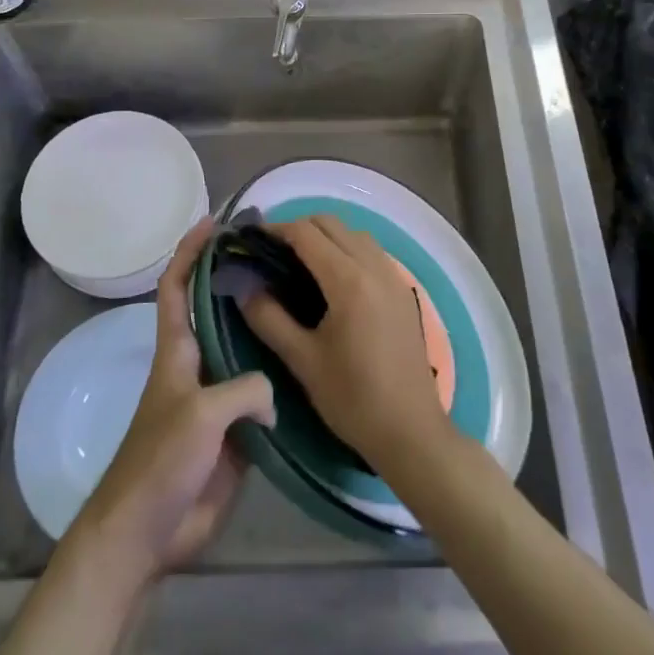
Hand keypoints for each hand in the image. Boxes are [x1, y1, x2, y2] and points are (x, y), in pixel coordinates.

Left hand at [70, 219, 273, 583]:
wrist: (148, 533)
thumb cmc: (161, 462)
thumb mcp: (202, 415)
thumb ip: (245, 390)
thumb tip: (273, 394)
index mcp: (177, 352)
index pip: (176, 288)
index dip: (189, 252)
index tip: (213, 222)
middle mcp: (198, 366)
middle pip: (216, 312)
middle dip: (238, 281)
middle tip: (277, 257)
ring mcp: (217, 400)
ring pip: (245, 351)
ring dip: (265, 328)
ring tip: (302, 302)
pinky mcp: (236, 432)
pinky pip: (262, 396)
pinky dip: (281, 380)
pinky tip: (309, 367)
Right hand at [239, 215, 453, 473]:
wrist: (410, 431)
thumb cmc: (352, 398)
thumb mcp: (302, 361)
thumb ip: (268, 318)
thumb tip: (243, 286)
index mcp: (348, 280)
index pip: (306, 233)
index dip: (274, 230)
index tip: (250, 240)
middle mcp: (374, 266)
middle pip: (332, 223)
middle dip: (298, 228)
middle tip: (272, 254)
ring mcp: (393, 276)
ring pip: (354, 234)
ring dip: (326, 237)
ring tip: (299, 264)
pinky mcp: (403, 290)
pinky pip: (371, 252)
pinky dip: (347, 249)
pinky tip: (332, 280)